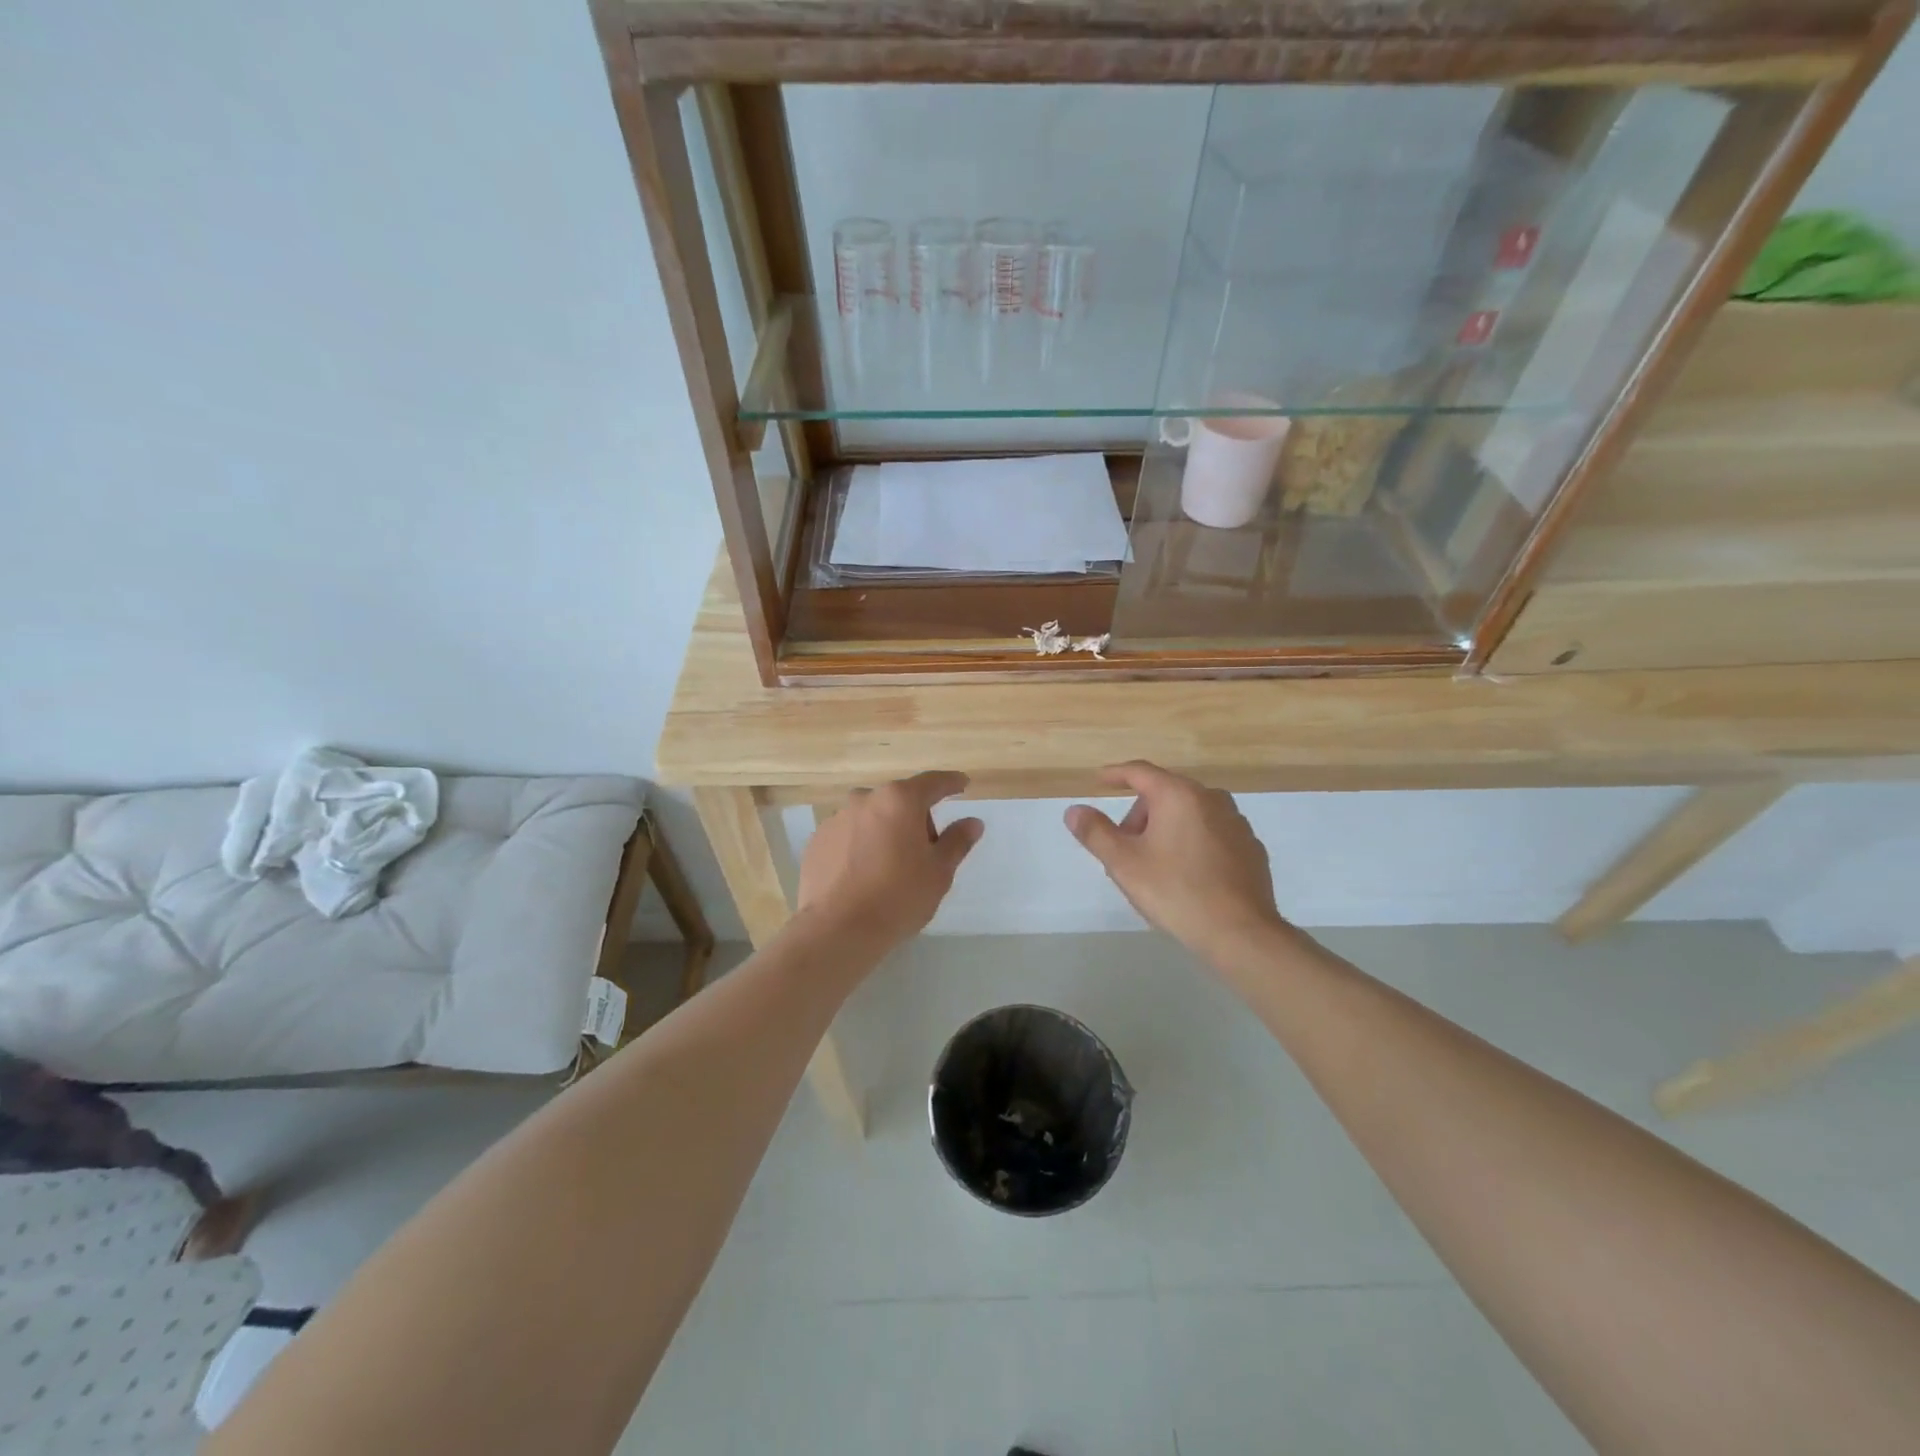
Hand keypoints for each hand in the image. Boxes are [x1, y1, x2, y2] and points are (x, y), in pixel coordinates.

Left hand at [798, 771, 983, 949]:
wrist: (837, 930)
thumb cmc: (898, 897)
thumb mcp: (939, 872)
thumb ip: (957, 841)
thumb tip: (972, 822)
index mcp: (900, 800)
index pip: (933, 782)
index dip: (951, 783)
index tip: (962, 784)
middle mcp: (865, 799)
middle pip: (900, 800)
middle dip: (916, 818)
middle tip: (926, 851)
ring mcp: (836, 818)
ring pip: (871, 817)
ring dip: (886, 831)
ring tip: (890, 867)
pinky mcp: (816, 841)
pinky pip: (848, 835)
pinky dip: (860, 846)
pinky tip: (863, 876)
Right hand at [1065, 761, 1287, 965]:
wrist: (1240, 932)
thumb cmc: (1175, 891)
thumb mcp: (1124, 864)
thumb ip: (1095, 832)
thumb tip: (1074, 811)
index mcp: (1178, 795)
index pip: (1140, 772)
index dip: (1115, 774)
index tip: (1099, 780)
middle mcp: (1211, 799)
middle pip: (1165, 794)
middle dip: (1140, 814)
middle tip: (1123, 846)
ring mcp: (1236, 822)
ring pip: (1190, 813)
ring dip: (1166, 828)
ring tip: (1153, 864)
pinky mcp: (1251, 848)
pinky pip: (1212, 833)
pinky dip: (1192, 841)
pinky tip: (1187, 874)